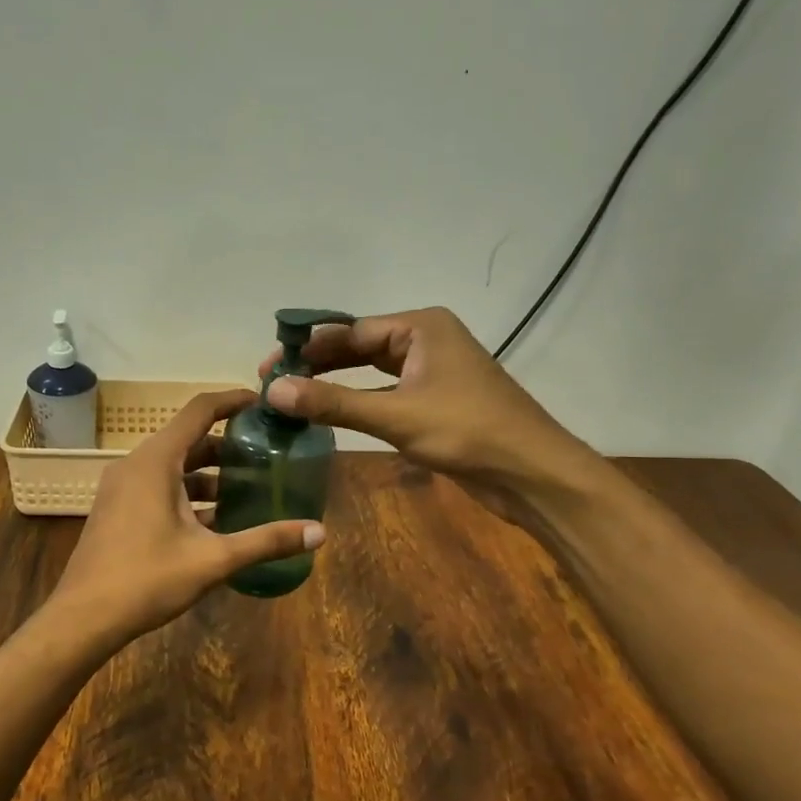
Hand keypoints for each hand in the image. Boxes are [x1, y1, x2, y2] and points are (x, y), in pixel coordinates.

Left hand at [49, 390, 324, 647]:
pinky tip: (215, 520)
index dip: (233, 400)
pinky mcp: (117, 509)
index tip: (264, 403)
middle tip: (267, 454)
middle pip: (188, 439)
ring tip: (249, 488)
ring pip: (173, 466)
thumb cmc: (147, 580)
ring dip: (208, 474)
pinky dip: (187, 493)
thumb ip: (266, 541)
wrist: (83, 619)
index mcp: (156, 461)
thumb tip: (320, 532)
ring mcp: (122, 487)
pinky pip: (158, 486)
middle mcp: (136, 464)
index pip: (200, 410)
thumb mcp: (213, 560)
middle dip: (228, 445)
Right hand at [259, 307, 596, 493]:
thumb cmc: (468, 432)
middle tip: (274, 383)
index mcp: (420, 327)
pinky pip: (386, 393)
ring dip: (336, 384)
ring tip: (293, 398)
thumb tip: (275, 391)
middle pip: (359, 347)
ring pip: (371, 371)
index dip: (307, 348)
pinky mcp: (435, 401)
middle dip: (318, 364)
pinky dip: (358, 402)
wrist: (532, 473)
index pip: (350, 330)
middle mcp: (425, 340)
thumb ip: (334, 403)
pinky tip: (330, 414)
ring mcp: (432, 371)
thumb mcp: (396, 416)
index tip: (269, 367)